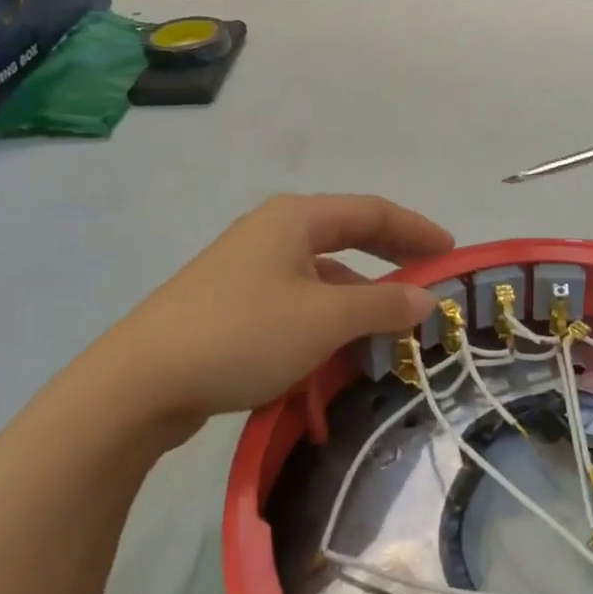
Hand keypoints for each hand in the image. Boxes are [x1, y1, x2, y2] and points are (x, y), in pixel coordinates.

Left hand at [93, 194, 453, 429]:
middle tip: (429, 283)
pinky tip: (337, 352)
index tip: (451, 253)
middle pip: (346, 238)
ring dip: (358, 298)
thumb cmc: (244, 334)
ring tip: (389, 331)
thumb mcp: (325, 319)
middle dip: (390, 260)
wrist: (141, 382)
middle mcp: (271, 233)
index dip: (416, 229)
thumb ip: (382, 305)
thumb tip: (428, 298)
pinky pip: (295, 304)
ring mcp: (246, 270)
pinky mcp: (230, 307)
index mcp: (295, 219)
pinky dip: (326, 320)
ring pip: (320, 277)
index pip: (371, 211)